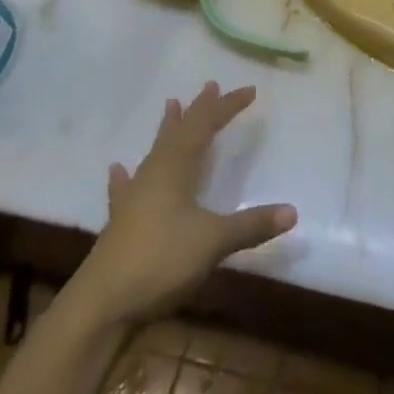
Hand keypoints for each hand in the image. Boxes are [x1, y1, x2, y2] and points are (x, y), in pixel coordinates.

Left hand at [74, 83, 296, 325]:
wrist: (101, 305)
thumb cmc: (160, 261)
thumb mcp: (213, 241)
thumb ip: (251, 225)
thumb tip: (293, 211)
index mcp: (175, 168)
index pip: (205, 126)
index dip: (226, 107)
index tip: (249, 91)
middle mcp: (154, 174)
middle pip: (179, 132)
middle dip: (198, 110)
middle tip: (209, 87)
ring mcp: (134, 198)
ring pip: (156, 153)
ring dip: (167, 130)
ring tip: (171, 106)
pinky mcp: (121, 223)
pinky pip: (127, 188)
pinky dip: (125, 176)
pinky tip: (117, 170)